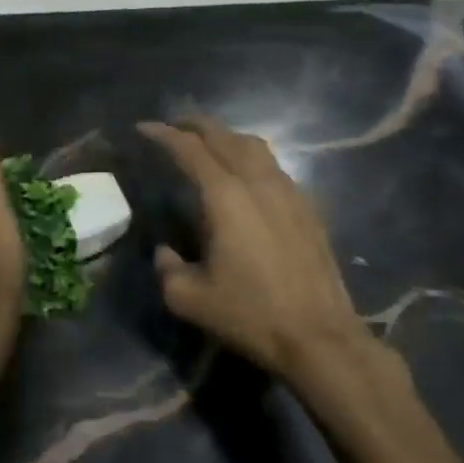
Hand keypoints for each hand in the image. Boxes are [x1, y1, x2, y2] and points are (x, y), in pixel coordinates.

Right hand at [138, 115, 365, 375]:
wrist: (319, 337)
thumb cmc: (250, 315)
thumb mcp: (189, 299)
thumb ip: (166, 268)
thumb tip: (165, 252)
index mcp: (225, 197)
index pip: (189, 149)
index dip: (163, 134)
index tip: (143, 127)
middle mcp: (258, 183)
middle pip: (224, 136)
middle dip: (195, 125)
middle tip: (173, 126)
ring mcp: (288, 192)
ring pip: (254, 146)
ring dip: (226, 137)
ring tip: (208, 144)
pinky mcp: (308, 208)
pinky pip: (274, 166)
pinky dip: (250, 158)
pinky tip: (245, 177)